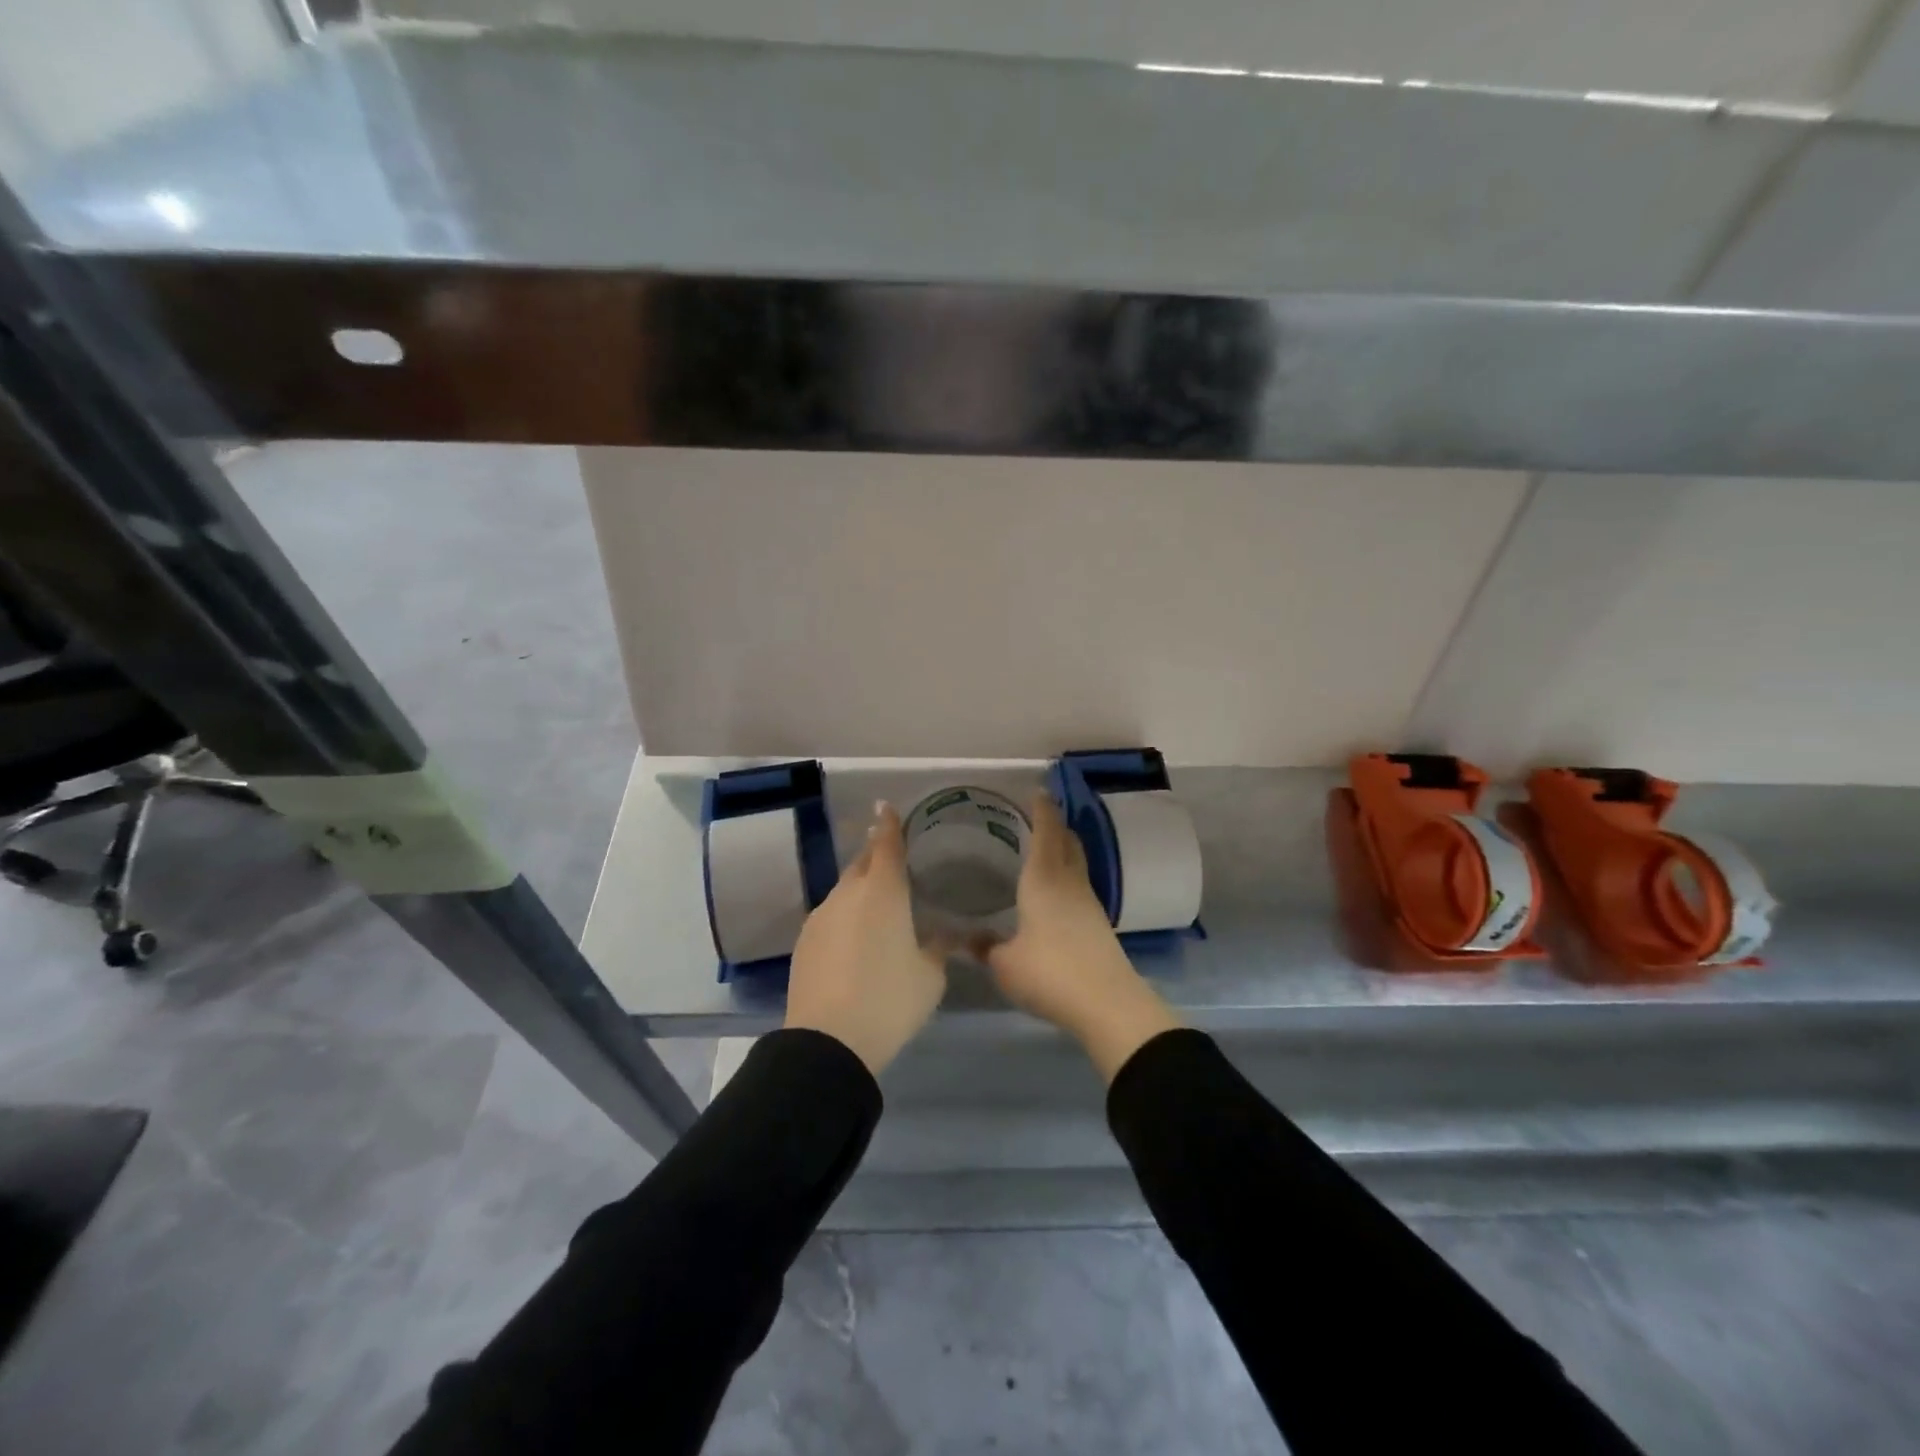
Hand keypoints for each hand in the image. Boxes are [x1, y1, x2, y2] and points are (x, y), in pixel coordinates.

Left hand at [785, 802, 948, 1074]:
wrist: (828, 1041)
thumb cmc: (889, 1000)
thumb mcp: (930, 976)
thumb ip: (938, 948)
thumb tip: (943, 936)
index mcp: (883, 892)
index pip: (886, 844)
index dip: (889, 824)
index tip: (886, 806)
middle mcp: (848, 894)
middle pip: (862, 862)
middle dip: (876, 854)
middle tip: (892, 856)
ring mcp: (821, 916)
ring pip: (844, 890)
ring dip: (860, 889)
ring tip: (878, 905)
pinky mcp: (804, 941)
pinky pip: (830, 915)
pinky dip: (845, 916)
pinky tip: (854, 939)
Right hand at [983, 793, 1180, 1081]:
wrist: (1107, 1003)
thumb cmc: (1049, 973)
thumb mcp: (1004, 963)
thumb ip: (984, 947)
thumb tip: (965, 939)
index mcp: (1044, 879)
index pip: (1046, 832)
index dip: (1042, 809)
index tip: (1038, 791)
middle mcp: (1069, 882)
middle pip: (1067, 841)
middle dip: (1055, 824)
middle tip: (1038, 816)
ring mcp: (1088, 902)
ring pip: (1076, 863)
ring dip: (1063, 849)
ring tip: (1044, 849)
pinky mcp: (1098, 923)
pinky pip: (1079, 885)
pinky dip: (1067, 875)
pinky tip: (1054, 891)